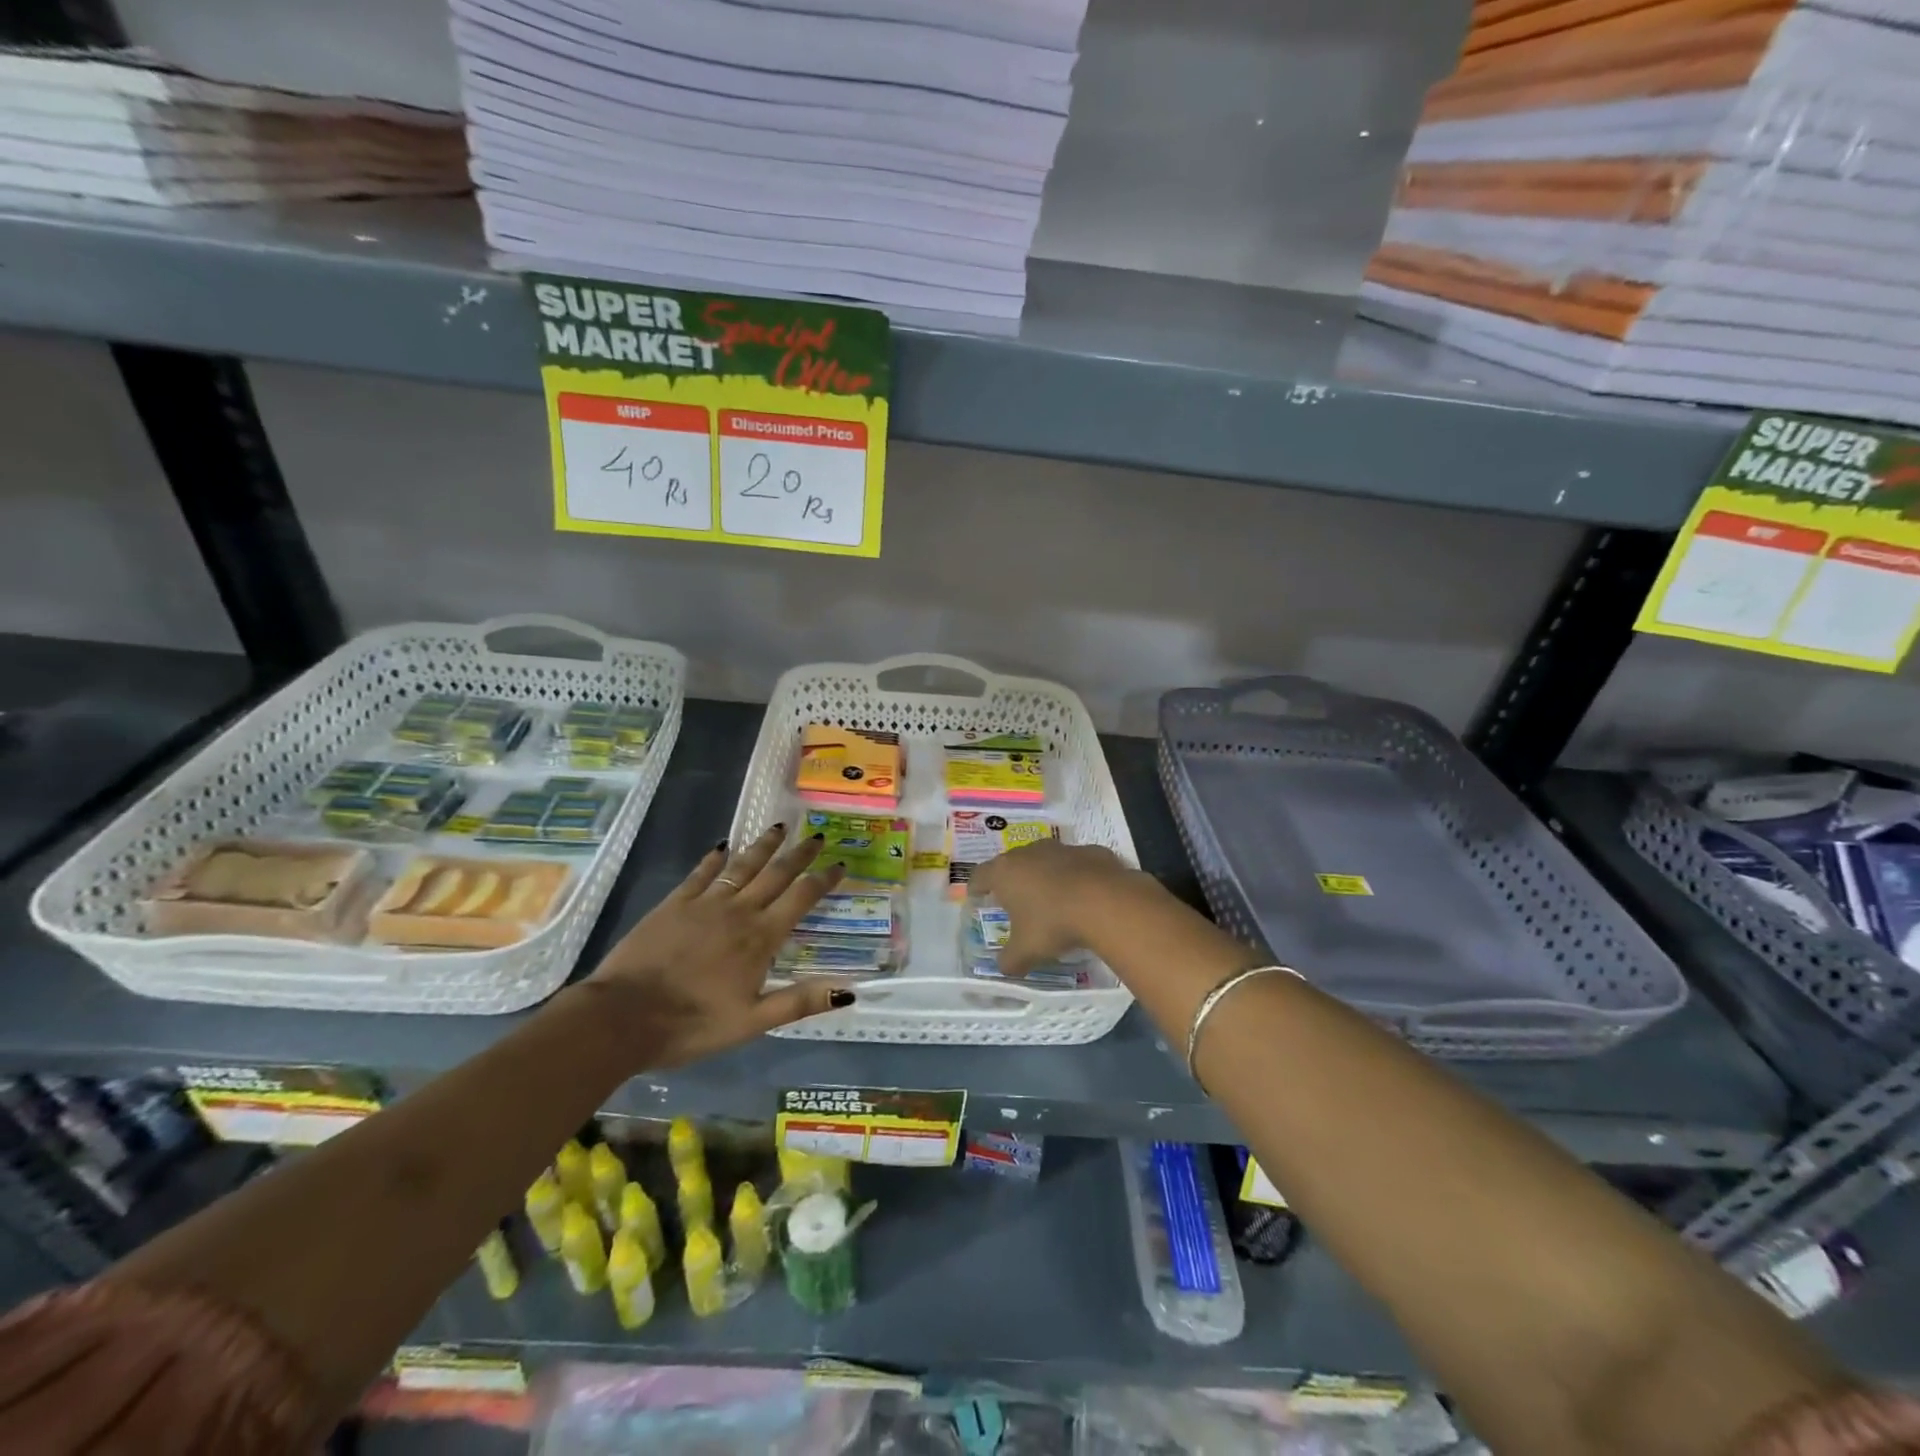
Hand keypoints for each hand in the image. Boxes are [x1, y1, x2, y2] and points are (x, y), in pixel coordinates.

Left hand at [586, 825, 852, 1066]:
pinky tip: (721, 847)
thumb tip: (848, 991)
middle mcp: (738, 911)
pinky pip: (700, 874)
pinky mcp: (674, 904)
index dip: (824, 880)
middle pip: (776, 874)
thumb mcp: (752, 1022)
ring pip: (741, 866)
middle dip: (800, 854)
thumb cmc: (692, 1024)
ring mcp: (704, 904)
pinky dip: (713, 858)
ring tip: (779, 827)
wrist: (622, 1017)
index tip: (840, 864)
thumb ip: (800, 1001)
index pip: (801, 898)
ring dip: (763, 846)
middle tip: (818, 836)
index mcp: (760, 938)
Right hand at [970, 840, 1149, 976]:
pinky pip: (1076, 863)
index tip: (976, 896)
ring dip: (1045, 875)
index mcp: (1005, 872)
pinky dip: (1075, 876)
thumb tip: (1003, 968)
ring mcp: (1062, 848)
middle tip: (1014, 900)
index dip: (976, 886)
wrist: (1106, 901)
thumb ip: (1010, 961)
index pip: (980, 875)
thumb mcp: (1026, 951)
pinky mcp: (1091, 851)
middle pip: (1012, 863)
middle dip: (1012, 880)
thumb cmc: (1054, 923)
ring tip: (1051, 897)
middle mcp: (1029, 853)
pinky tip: (1084, 895)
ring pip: (1045, 859)